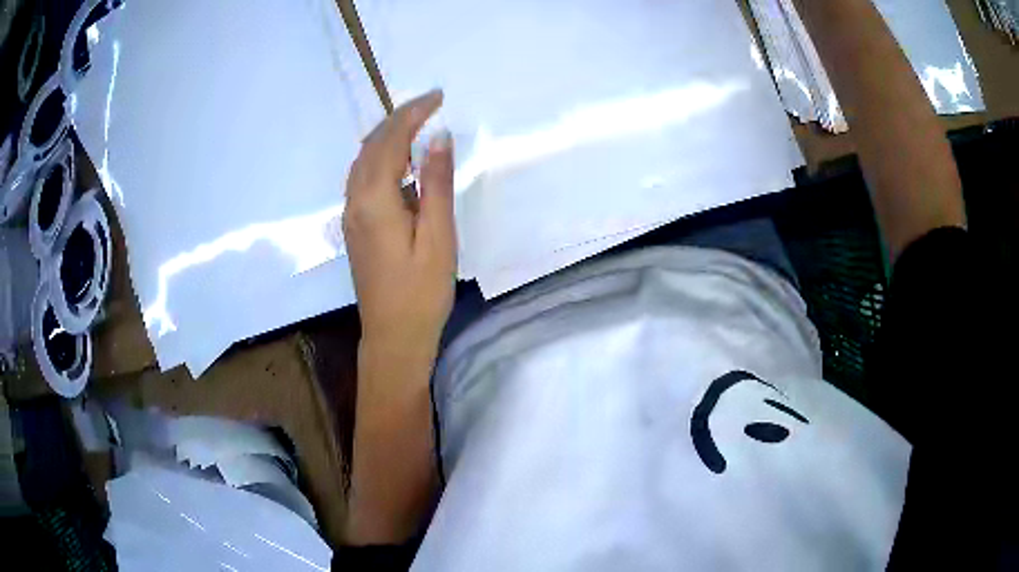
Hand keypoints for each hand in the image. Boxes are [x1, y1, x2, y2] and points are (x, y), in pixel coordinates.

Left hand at [344, 90, 456, 354]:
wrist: (392, 337)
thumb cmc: (421, 292)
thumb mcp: (438, 237)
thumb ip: (435, 184)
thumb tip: (438, 137)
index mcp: (374, 200)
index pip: (390, 140)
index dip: (412, 113)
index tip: (438, 96)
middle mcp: (355, 202)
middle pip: (371, 146)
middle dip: (398, 119)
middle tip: (430, 105)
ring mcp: (351, 216)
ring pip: (363, 161)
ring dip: (387, 137)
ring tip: (418, 127)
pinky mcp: (355, 228)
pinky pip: (363, 179)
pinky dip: (381, 159)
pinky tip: (401, 165)